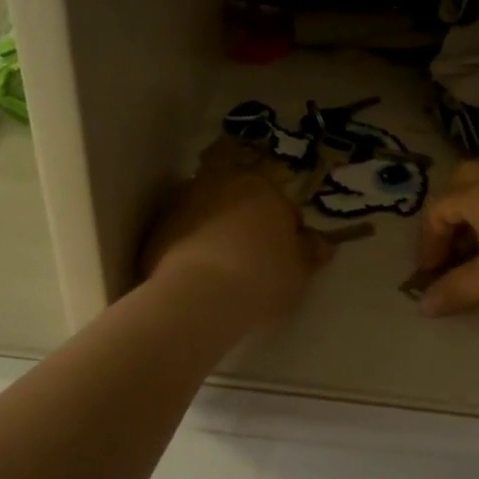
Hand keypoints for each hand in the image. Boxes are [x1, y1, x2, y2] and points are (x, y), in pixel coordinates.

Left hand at [141, 142, 332, 322]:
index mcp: (262, 186)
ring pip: (208, 213)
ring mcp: (184, 201)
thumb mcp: (299, 271)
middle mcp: (221, 182)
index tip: (284, 257)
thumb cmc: (261, 277)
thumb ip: (311, 252)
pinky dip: (188, 246)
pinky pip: (182, 233)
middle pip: (240, 202)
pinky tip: (195, 275)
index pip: (281, 205)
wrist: (199, 295)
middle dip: (246, 222)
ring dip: (214, 230)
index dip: (286, 232)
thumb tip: (321, 243)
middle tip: (252, 258)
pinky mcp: (157, 226)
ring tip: (220, 267)